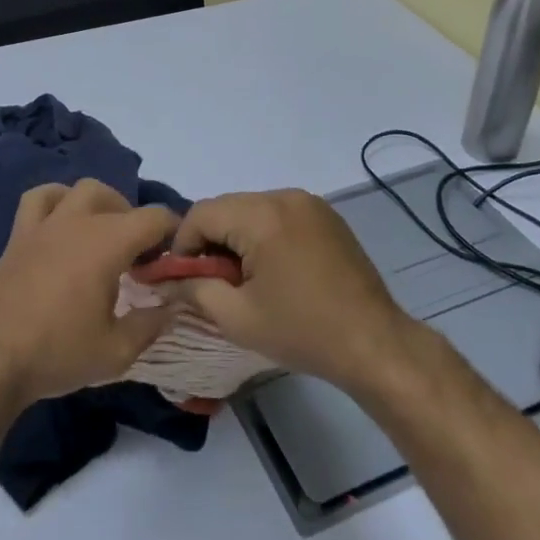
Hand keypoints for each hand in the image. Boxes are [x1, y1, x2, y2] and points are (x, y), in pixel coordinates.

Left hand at [0, 179, 178, 408]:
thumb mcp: (116, 351)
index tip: (176, 258)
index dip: (174, 231)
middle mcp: (78, 222)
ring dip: (100, 205)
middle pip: (118, 199)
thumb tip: (173, 306)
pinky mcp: (18, 236)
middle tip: (138, 257)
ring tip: (103, 235)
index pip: (155, 217)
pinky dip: (56, 201)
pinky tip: (61, 225)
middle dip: (135, 221)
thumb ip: (151, 324)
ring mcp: (45, 225)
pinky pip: (39, 199)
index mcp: (108, 243)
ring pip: (80, 190)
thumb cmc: (57, 353)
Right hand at [167, 190, 421, 394]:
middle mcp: (285, 196)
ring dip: (238, 238)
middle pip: (227, 208)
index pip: (202, 213)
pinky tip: (275, 271)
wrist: (374, 344)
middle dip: (211, 242)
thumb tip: (165, 279)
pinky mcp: (326, 215)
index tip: (185, 280)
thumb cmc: (303, 332)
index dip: (184, 245)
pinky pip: (279, 214)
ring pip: (252, 210)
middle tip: (213, 283)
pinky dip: (265, 235)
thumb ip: (194, 290)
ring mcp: (310, 203)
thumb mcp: (237, 317)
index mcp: (262, 215)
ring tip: (244, 280)